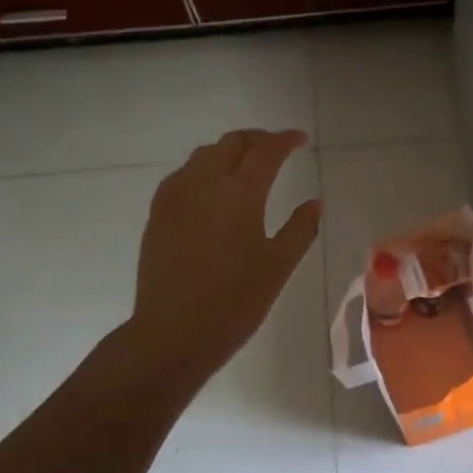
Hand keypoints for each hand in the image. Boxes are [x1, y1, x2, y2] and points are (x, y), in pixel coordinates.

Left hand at [126, 128, 321, 388]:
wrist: (172, 333)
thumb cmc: (234, 302)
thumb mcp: (278, 266)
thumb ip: (300, 229)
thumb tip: (314, 203)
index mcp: (241, 193)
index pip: (267, 151)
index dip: (286, 140)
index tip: (300, 140)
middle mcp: (205, 183)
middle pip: (232, 143)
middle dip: (257, 139)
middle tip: (276, 148)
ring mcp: (176, 196)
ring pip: (204, 154)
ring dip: (229, 151)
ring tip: (246, 165)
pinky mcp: (158, 213)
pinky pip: (184, 174)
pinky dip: (204, 168)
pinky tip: (213, 189)